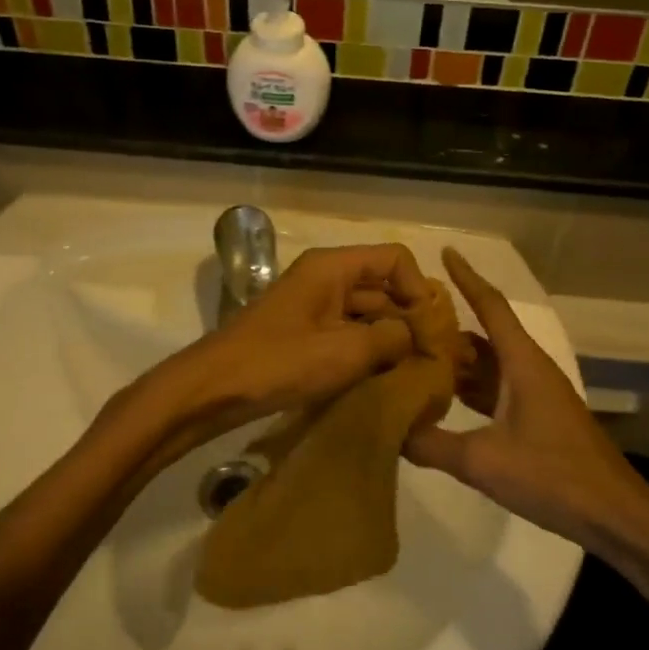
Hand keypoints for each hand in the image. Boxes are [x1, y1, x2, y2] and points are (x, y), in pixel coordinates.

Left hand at [155, 243, 433, 448]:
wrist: (214, 389)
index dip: (418, 289)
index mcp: (333, 267)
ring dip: (391, 340)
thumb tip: (419, 336)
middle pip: (383, 287)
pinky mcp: (305, 334)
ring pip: (367, 314)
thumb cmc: (279, 363)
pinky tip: (385, 381)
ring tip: (415, 375)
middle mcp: (325, 278)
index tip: (429, 330)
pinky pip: (348, 334)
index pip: (395, 259)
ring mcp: (314, 307)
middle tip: (434, 360)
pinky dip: (368, 352)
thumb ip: (392, 338)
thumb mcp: (345, 351)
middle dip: (409, 319)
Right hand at [405, 249, 648, 579]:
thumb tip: (390, 431)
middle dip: (448, 325)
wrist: (616, 515)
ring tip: (413, 357)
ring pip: (489, 364)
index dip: (467, 277)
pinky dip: (469, 388)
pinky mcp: (538, 418)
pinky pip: (496, 389)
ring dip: (457, 360)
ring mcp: (536, 395)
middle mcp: (529, 369)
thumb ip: (433, 445)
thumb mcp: (484, 461)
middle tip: (405, 320)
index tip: (445, 252)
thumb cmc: (554, 476)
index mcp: (522, 363)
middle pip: (485, 335)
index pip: (491, 306)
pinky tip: (442, 401)